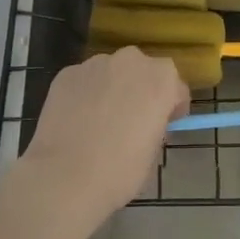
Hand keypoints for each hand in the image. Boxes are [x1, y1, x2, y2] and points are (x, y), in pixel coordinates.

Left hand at [16, 47, 189, 228]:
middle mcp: (131, 61)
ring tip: (98, 121)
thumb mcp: (153, 153)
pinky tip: (75, 121)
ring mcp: (95, 64)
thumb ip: (155, 127)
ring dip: (111, 89)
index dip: (172, 108)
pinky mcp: (67, 73)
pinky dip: (84, 95)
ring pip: (111, 73)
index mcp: (161, 79)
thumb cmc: (119, 171)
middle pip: (143, 71)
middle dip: (140, 90)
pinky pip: (84, 81)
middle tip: (131, 121)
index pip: (176, 88)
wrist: (64, 177)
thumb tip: (144, 123)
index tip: (164, 126)